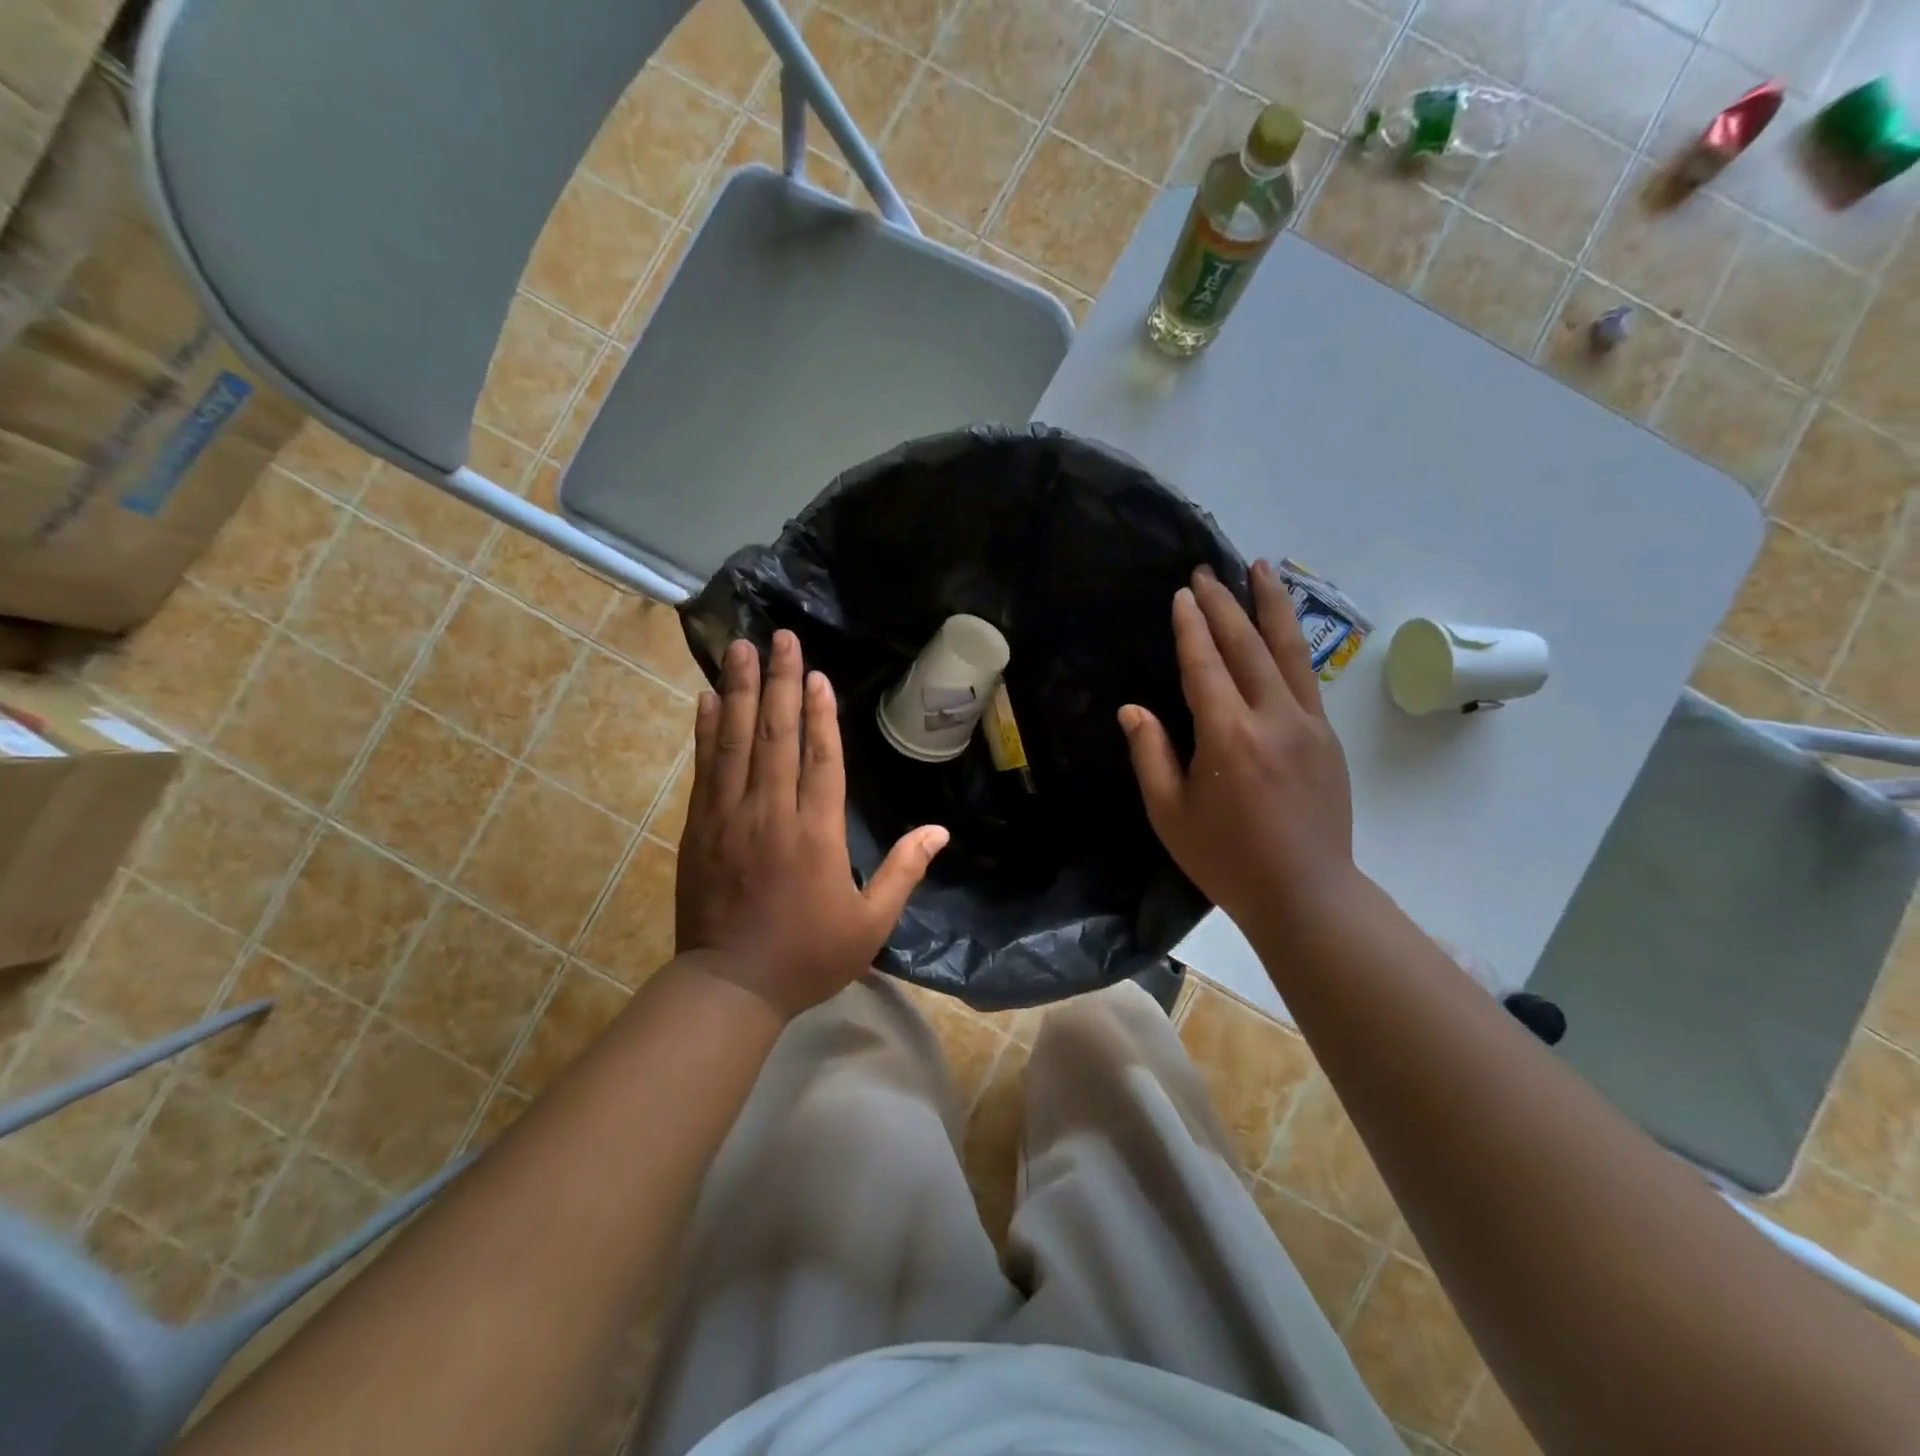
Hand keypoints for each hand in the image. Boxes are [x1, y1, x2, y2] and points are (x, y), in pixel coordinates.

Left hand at [677, 631, 948, 1020]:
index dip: (820, 713)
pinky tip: (708, 700)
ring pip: (736, 741)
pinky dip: (706, 730)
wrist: (730, 986)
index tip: (816, 673)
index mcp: (816, 833)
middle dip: (778, 682)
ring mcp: (729, 817)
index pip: (821, 758)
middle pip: (776, 734)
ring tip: (739, 649)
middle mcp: (772, 812)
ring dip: (739, 691)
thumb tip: (939, 831)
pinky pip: (705, 768)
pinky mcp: (699, 828)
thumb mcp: (871, 922)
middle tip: (779, 638)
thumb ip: (904, 871)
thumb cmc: (808, 955)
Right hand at [1119, 561, 1361, 945]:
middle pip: (1248, 646)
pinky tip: (1281, 630)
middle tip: (1208, 571)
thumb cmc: (1226, 859)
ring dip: (1271, 606)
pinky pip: (1306, 677)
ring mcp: (1308, 725)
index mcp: (1228, 737)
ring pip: (1289, 651)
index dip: (1191, 627)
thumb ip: (1151, 754)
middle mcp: (1272, 719)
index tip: (1182, 595)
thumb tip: (1133, 708)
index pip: (1205, 665)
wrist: (1306, 893)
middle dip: (1225, 604)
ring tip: (1262, 569)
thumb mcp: (1170, 813)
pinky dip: (1291, 644)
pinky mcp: (1327, 737)